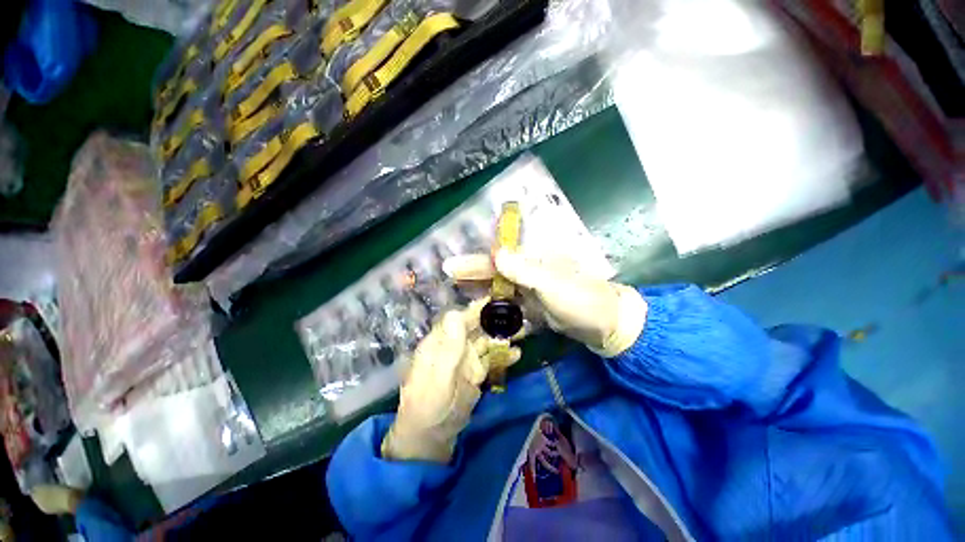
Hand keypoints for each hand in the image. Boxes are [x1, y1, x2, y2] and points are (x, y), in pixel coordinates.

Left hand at [382, 301, 520, 462]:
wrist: (432, 436)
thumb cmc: (429, 406)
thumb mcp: (439, 378)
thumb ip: (449, 348)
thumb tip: (457, 313)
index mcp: (441, 341)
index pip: (461, 317)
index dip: (478, 307)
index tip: (498, 299)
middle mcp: (455, 345)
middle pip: (477, 326)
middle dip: (496, 319)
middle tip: (518, 313)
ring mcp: (467, 358)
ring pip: (488, 341)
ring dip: (504, 335)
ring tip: (523, 330)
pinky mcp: (477, 372)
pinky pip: (493, 359)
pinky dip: (504, 355)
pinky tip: (517, 354)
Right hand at [443, 249, 646, 356]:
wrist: (604, 323)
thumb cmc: (580, 300)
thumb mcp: (552, 284)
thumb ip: (524, 271)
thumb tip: (496, 254)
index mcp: (533, 261)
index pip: (497, 260)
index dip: (474, 263)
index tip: (450, 266)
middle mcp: (528, 272)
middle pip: (495, 272)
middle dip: (472, 275)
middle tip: (448, 278)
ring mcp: (530, 289)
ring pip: (500, 287)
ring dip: (481, 290)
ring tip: (458, 293)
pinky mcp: (533, 306)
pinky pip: (510, 303)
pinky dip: (496, 306)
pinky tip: (482, 310)